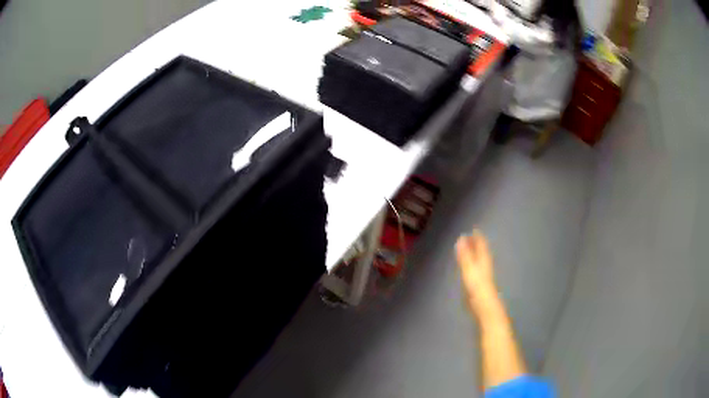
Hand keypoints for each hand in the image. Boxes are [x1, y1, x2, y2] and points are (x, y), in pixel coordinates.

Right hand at [456, 230, 497, 307]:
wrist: (485, 306)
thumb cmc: (477, 286)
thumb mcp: (469, 269)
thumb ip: (465, 255)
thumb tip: (461, 238)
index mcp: (483, 260)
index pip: (482, 245)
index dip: (478, 237)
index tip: (474, 229)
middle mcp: (485, 265)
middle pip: (482, 252)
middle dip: (477, 244)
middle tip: (471, 237)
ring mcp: (484, 275)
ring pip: (480, 260)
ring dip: (476, 253)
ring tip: (470, 249)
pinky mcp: (481, 284)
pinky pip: (477, 268)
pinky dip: (474, 263)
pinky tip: (471, 268)